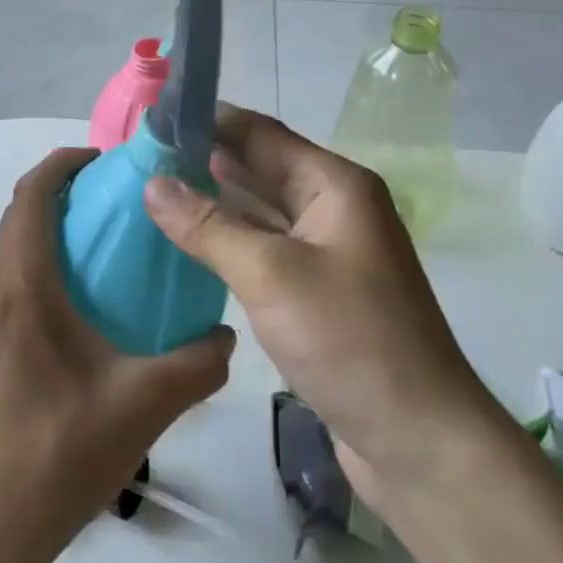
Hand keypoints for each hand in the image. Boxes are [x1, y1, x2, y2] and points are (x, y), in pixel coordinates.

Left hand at [0, 147, 235, 553]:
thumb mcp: (144, 403)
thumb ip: (197, 363)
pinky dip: (33, 274)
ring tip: (96, 257)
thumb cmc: (61, 450)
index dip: (62, 164)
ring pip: (7, 255)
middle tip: (111, 207)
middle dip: (59, 198)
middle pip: (17, 219)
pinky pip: (1, 290)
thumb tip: (227, 336)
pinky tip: (71, 319)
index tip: (101, 161)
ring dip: (44, 238)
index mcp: (22, 286)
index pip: (31, 195)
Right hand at [144, 107, 503, 494]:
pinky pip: (264, 250)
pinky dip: (227, 242)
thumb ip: (208, 225)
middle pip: (259, 168)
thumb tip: (152, 183)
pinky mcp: (318, 291)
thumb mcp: (269, 274)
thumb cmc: (350, 341)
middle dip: (204, 161)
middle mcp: (333, 207)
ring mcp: (327, 251)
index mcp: (335, 185)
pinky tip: (185, 244)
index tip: (153, 118)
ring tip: (150, 193)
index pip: (260, 133)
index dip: (209, 121)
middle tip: (140, 158)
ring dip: (212, 202)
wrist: (422, 443)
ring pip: (259, 212)